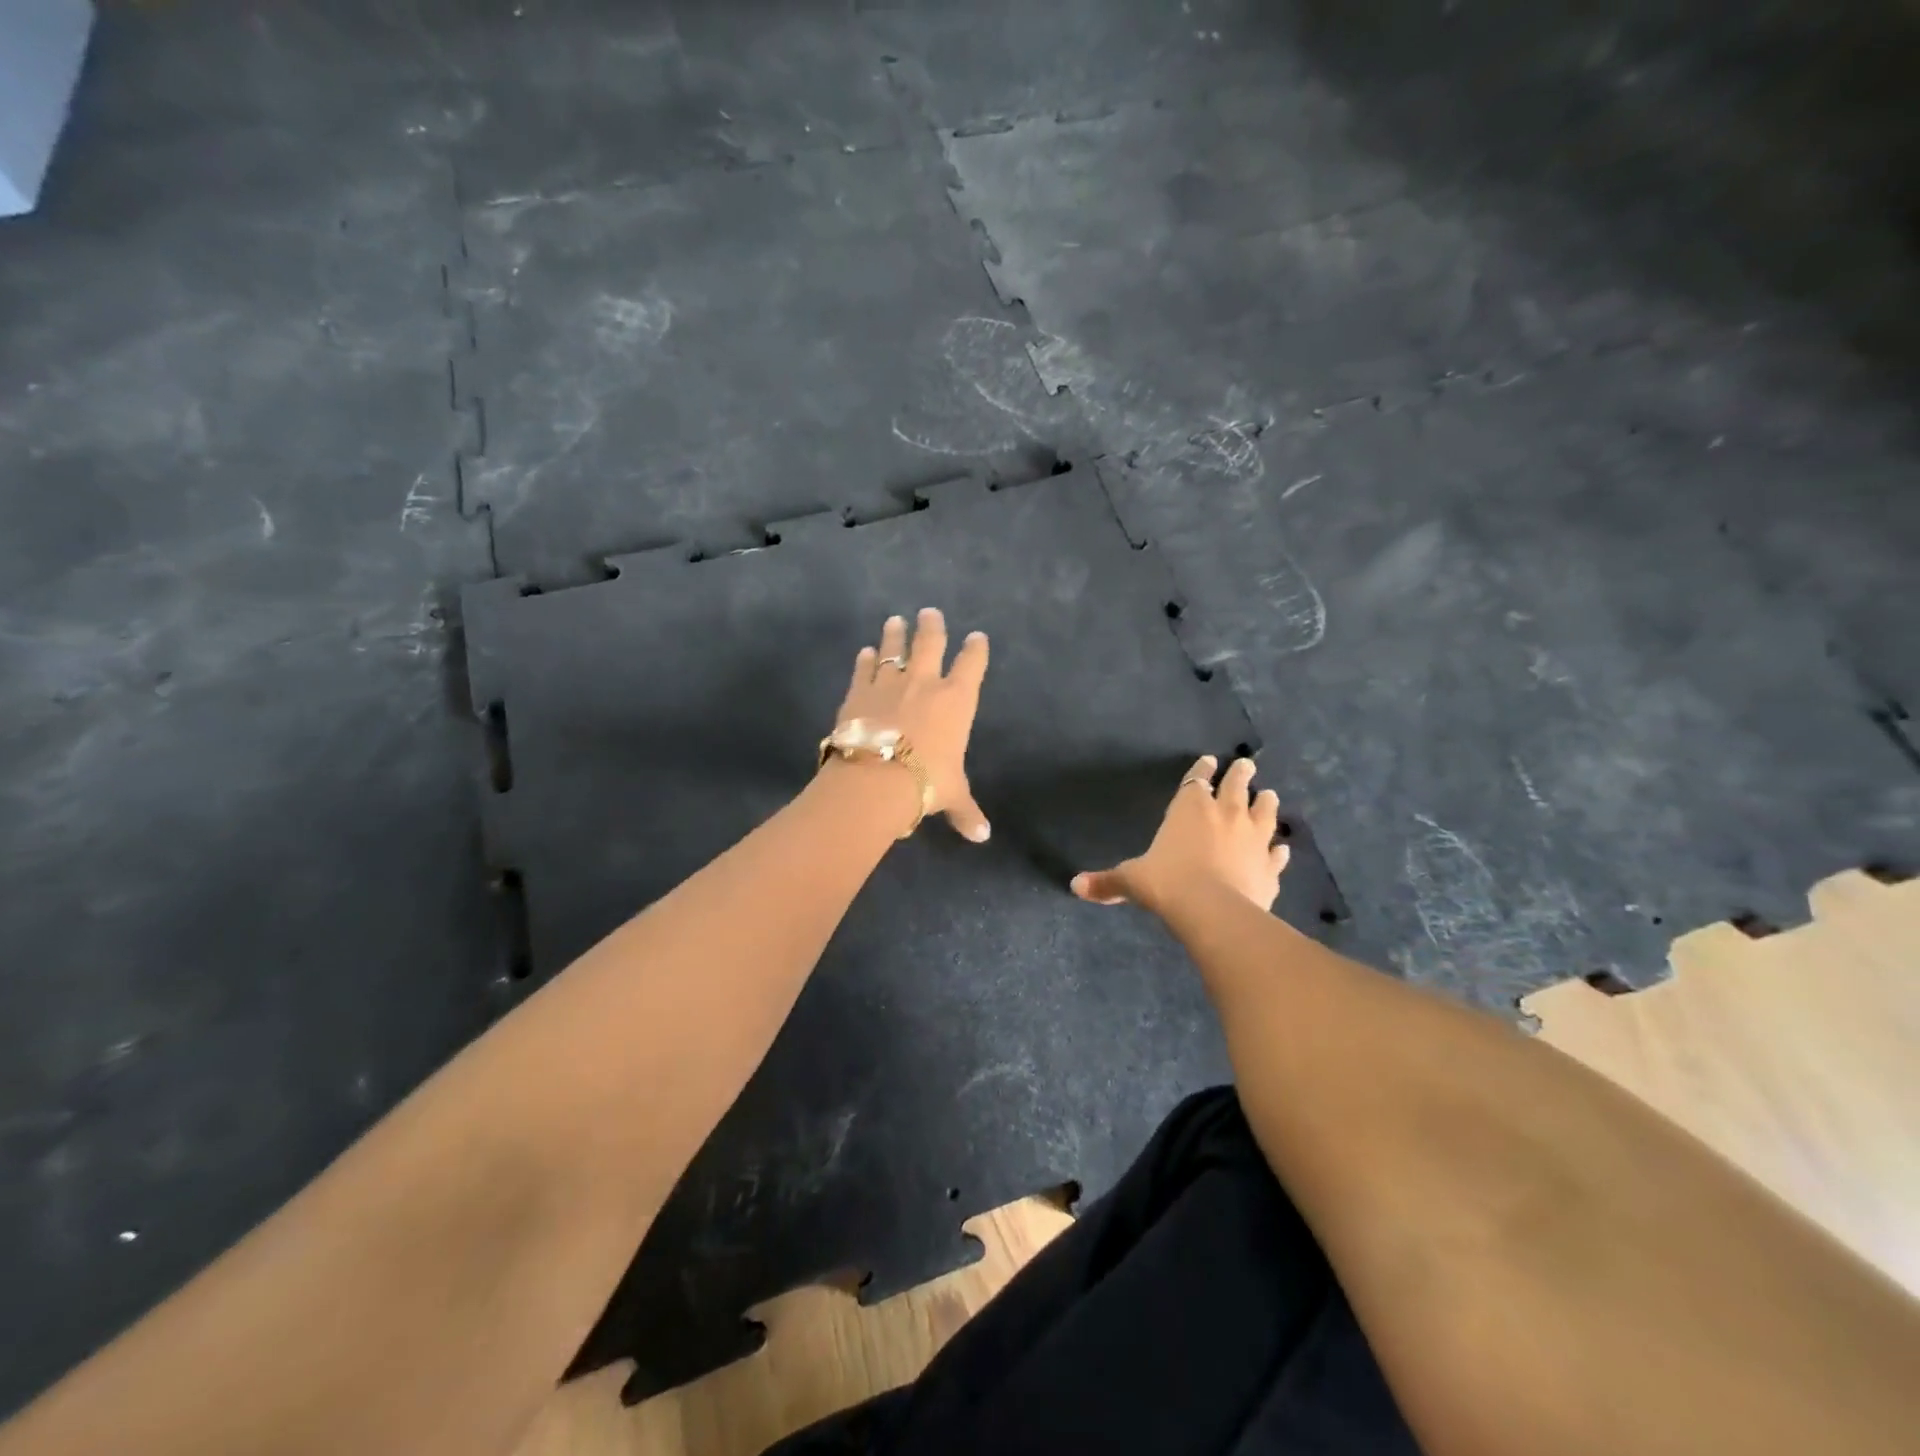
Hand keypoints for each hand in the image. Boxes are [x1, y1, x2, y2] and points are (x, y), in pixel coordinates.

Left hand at [833, 608, 991, 841]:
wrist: (876, 778)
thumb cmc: (925, 783)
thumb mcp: (951, 796)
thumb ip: (966, 811)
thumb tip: (982, 836)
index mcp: (956, 701)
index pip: (972, 665)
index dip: (976, 649)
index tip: (978, 637)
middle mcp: (925, 683)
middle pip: (931, 643)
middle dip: (932, 626)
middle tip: (930, 611)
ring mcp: (889, 683)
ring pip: (894, 649)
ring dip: (895, 634)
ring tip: (895, 620)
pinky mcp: (859, 691)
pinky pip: (864, 669)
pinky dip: (865, 660)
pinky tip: (865, 652)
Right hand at [1071, 755, 1288, 913]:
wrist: (1213, 910)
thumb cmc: (1167, 883)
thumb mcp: (1131, 880)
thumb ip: (1107, 881)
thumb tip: (1075, 886)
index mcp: (1189, 809)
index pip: (1197, 780)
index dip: (1202, 770)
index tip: (1210, 760)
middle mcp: (1224, 815)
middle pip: (1236, 786)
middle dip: (1240, 774)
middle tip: (1247, 764)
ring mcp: (1252, 839)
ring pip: (1264, 812)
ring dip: (1266, 803)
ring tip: (1270, 794)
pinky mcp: (1269, 867)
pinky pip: (1276, 855)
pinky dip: (1279, 851)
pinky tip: (1283, 849)